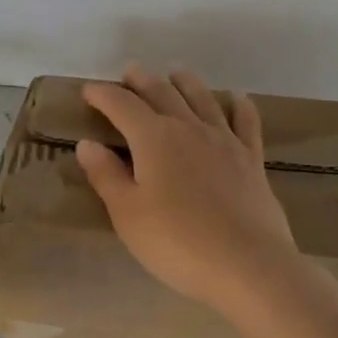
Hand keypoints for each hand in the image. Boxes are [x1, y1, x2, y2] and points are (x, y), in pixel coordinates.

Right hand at [76, 64, 300, 315]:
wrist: (246, 264)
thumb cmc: (176, 242)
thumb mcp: (128, 213)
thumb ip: (106, 175)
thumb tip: (87, 143)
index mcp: (153, 138)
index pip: (122, 105)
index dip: (103, 95)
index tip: (89, 91)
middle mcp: (189, 128)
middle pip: (162, 93)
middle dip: (142, 80)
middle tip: (130, 72)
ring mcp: (224, 141)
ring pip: (202, 98)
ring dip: (185, 82)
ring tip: (175, 74)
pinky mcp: (251, 159)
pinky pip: (245, 121)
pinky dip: (238, 105)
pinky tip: (236, 98)